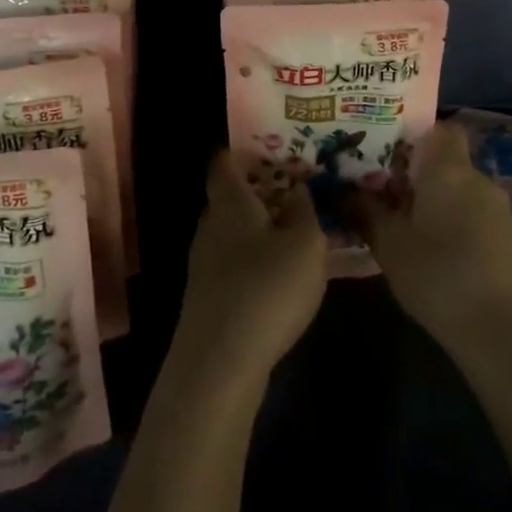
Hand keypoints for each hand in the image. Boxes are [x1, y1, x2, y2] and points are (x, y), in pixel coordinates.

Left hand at [172, 150, 325, 383]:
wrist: (220, 366)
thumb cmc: (266, 289)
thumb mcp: (305, 244)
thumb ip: (305, 210)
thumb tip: (299, 187)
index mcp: (230, 202)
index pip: (225, 161)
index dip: (245, 149)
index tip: (274, 145)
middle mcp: (211, 225)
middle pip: (233, 196)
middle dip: (264, 189)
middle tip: (301, 186)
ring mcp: (206, 263)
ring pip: (237, 230)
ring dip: (265, 226)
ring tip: (302, 228)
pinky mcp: (211, 296)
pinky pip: (238, 261)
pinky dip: (260, 256)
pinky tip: (286, 272)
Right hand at [344, 120, 511, 358]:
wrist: (501, 331)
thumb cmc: (438, 275)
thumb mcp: (389, 244)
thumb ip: (365, 211)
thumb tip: (340, 189)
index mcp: (448, 169)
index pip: (441, 128)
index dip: (416, 135)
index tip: (387, 152)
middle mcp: (477, 179)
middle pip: (446, 160)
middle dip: (416, 172)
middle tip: (382, 189)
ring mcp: (496, 209)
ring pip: (458, 188)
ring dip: (433, 199)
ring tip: (401, 221)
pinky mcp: (505, 237)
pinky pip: (471, 212)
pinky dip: (451, 220)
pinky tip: (431, 248)